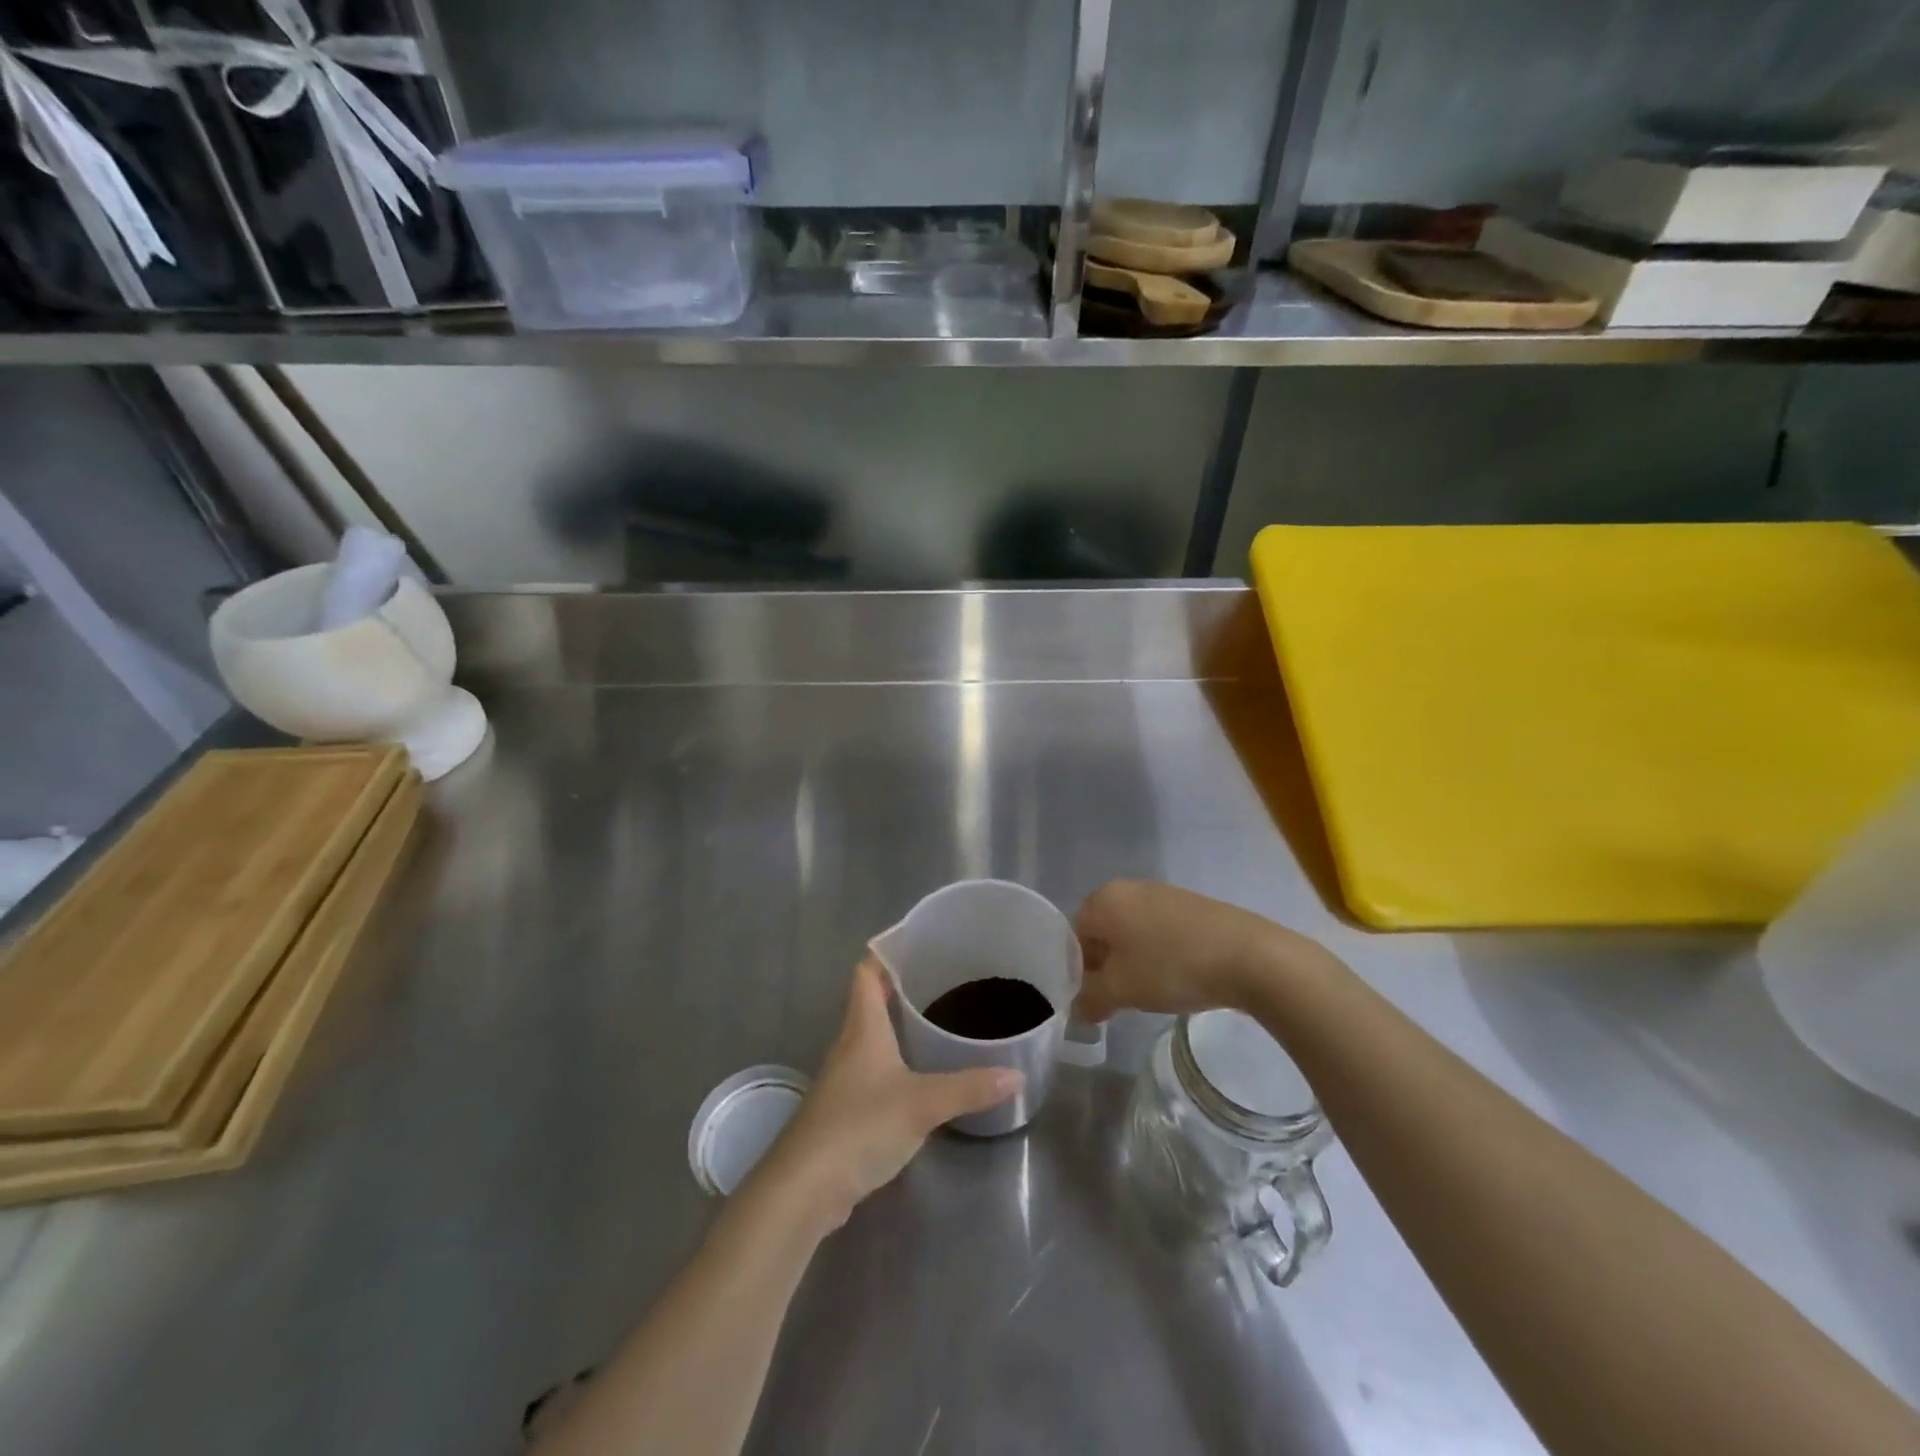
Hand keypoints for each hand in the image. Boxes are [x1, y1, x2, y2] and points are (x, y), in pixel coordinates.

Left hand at [754, 958, 1021, 1233]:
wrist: (804, 1188)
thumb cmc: (860, 1126)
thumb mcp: (922, 1104)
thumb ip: (969, 1088)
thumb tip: (1016, 1075)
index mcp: (863, 1028)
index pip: (867, 973)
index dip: (886, 952)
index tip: (917, 941)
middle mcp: (850, 1045)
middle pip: (871, 1002)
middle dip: (901, 987)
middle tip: (943, 979)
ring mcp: (844, 1080)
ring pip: (873, 1038)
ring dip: (898, 1026)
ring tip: (938, 1020)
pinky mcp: (846, 1111)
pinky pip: (874, 1071)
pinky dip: (896, 1063)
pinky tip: (921, 1074)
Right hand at [1073, 880, 1308, 1020]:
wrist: (1249, 956)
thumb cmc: (1171, 967)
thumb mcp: (1121, 990)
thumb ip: (1089, 999)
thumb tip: (1077, 1008)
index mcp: (1103, 899)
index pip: (1073, 937)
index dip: (1079, 972)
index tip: (1095, 1000)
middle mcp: (1128, 888)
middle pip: (1102, 933)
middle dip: (1106, 967)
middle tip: (1120, 999)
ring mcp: (1162, 894)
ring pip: (1132, 933)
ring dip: (1133, 963)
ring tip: (1151, 992)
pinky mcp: (1191, 906)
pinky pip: (1159, 931)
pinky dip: (1159, 954)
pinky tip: (1177, 978)